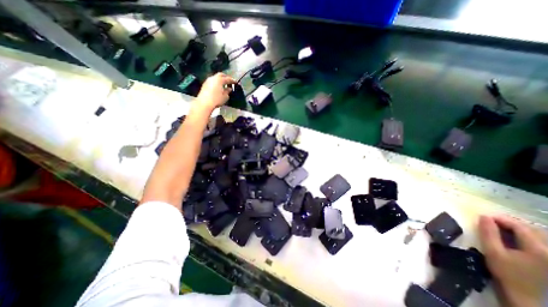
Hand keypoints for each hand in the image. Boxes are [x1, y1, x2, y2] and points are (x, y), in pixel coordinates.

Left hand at [193, 73, 235, 113]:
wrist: (204, 103)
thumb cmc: (216, 100)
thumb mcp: (225, 97)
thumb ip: (228, 91)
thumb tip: (229, 89)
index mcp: (220, 80)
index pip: (228, 78)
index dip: (232, 80)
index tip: (236, 82)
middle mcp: (213, 78)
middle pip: (220, 75)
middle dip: (225, 77)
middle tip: (229, 81)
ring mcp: (208, 81)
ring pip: (215, 77)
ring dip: (220, 80)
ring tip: (224, 84)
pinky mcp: (204, 85)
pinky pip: (212, 81)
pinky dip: (216, 83)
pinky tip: (218, 87)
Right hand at [481, 214, 547, 306]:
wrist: (524, 296)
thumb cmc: (506, 272)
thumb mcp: (493, 251)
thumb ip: (488, 233)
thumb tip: (484, 216)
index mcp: (539, 249)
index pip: (520, 227)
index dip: (501, 219)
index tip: (484, 217)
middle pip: (532, 230)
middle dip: (510, 224)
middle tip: (491, 222)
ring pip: (538, 236)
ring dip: (518, 230)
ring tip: (500, 229)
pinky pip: (540, 243)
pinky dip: (525, 237)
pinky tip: (513, 239)